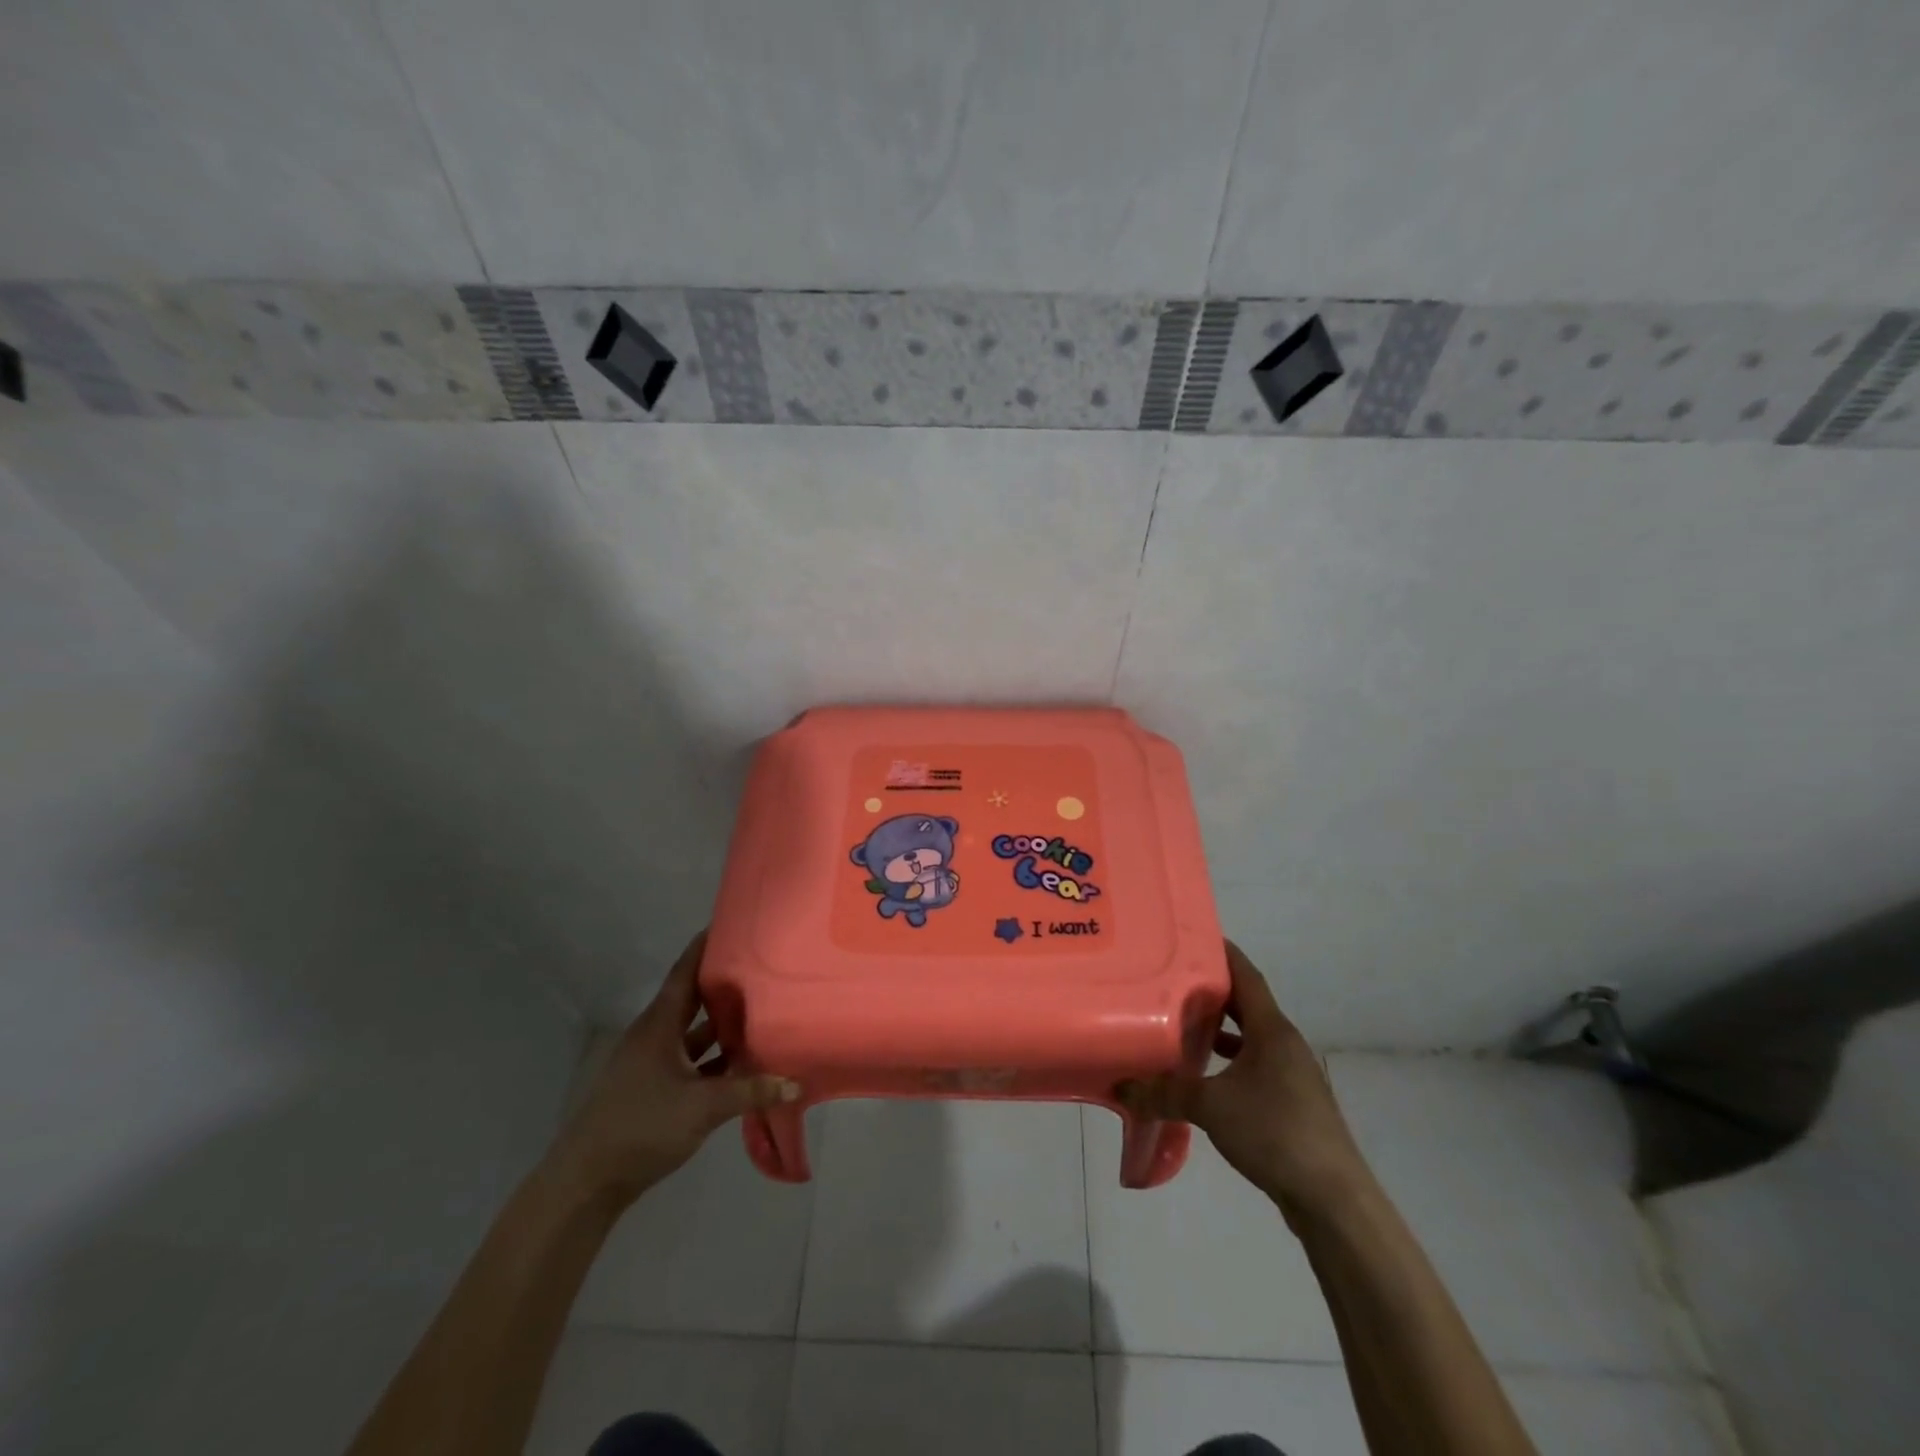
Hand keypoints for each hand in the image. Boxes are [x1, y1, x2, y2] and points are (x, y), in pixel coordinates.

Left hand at [545, 930, 799, 1207]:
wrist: (586, 1182)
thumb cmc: (642, 1127)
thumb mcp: (702, 1107)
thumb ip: (750, 1091)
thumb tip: (796, 1081)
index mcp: (659, 1025)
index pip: (685, 972)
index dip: (705, 946)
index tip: (731, 923)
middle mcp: (654, 1035)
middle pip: (692, 999)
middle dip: (723, 982)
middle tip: (760, 965)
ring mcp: (651, 1063)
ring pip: (692, 1032)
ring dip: (720, 1024)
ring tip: (759, 1009)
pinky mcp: (652, 1088)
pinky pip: (689, 1060)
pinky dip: (713, 1057)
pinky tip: (740, 1062)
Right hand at [1117, 941, 1371, 1224]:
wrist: (1333, 1200)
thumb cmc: (1275, 1133)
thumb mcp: (1211, 1107)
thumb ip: (1165, 1093)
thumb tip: (1121, 1086)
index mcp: (1272, 1030)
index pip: (1246, 975)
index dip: (1221, 952)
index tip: (1189, 937)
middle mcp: (1284, 1044)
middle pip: (1246, 1004)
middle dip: (1212, 991)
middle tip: (1170, 979)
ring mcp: (1291, 1075)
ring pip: (1250, 1038)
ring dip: (1220, 1030)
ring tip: (1180, 1024)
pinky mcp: (1291, 1103)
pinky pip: (1254, 1066)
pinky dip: (1229, 1062)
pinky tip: (1203, 1076)